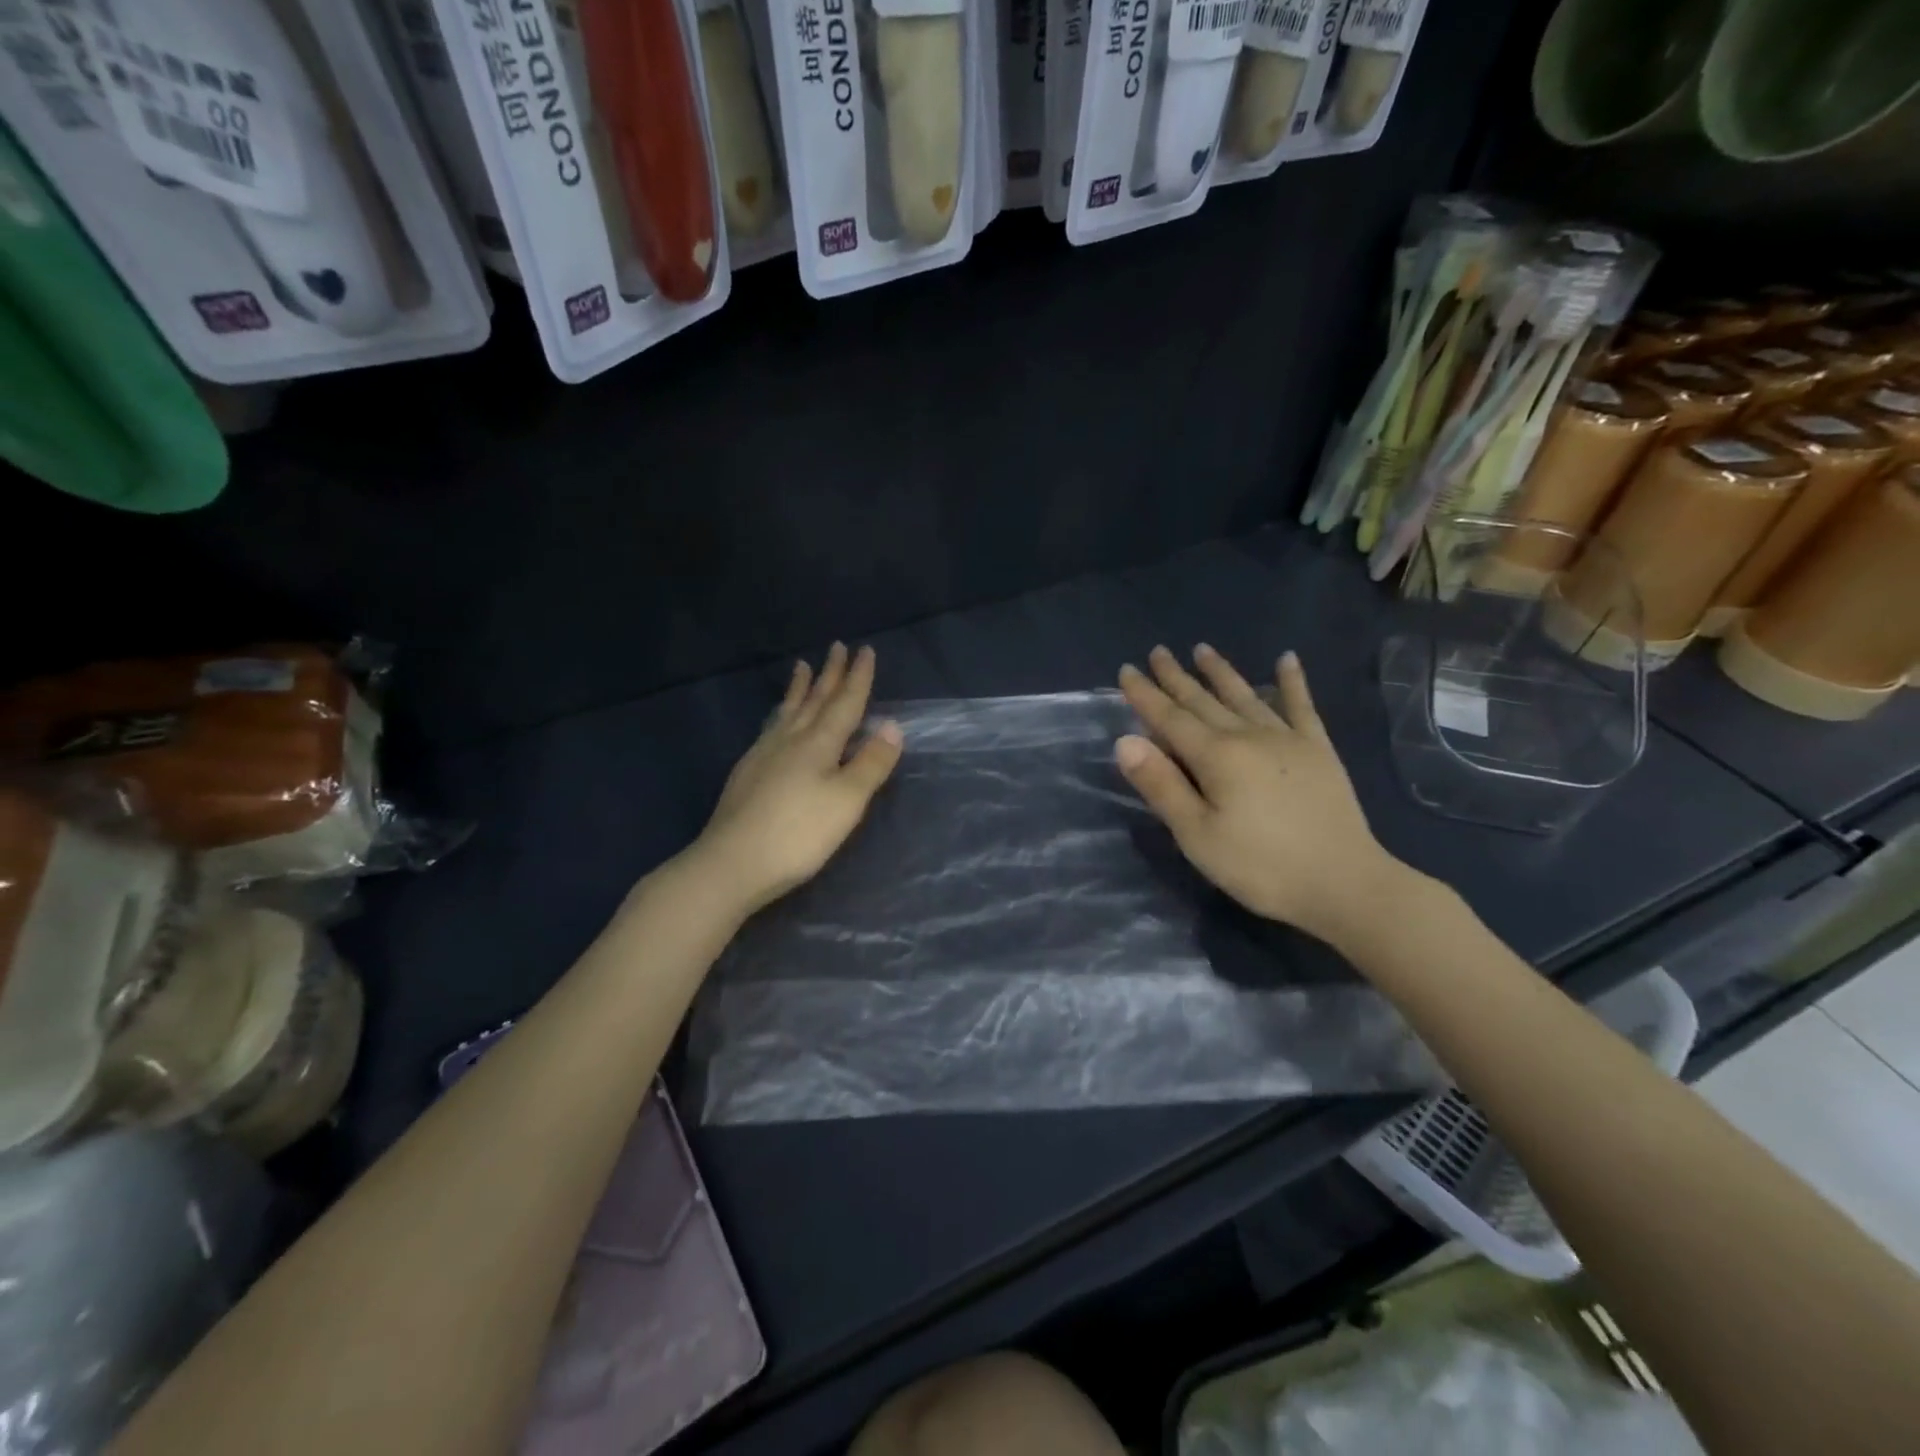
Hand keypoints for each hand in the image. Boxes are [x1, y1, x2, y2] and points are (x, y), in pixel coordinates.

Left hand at [688, 643, 903, 914]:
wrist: (731, 863)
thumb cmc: (799, 834)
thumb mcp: (847, 801)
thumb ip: (871, 763)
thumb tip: (891, 724)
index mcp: (819, 744)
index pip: (845, 704)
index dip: (857, 678)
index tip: (865, 651)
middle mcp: (790, 740)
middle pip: (815, 701)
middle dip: (829, 674)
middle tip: (837, 647)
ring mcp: (764, 755)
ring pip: (788, 711)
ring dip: (800, 688)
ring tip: (802, 667)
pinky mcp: (747, 772)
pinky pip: (771, 727)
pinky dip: (781, 713)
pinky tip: (777, 720)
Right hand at [1115, 644, 1408, 947]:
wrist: (1344, 883)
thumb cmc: (1260, 866)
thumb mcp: (1197, 835)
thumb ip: (1161, 785)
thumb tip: (1125, 740)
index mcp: (1216, 757)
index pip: (1169, 718)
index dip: (1145, 695)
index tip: (1126, 670)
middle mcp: (1248, 736)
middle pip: (1203, 701)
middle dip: (1176, 677)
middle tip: (1157, 652)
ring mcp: (1287, 739)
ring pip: (1245, 696)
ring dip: (1221, 672)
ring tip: (1202, 649)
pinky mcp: (1318, 750)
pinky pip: (1302, 707)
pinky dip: (1293, 682)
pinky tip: (1287, 659)